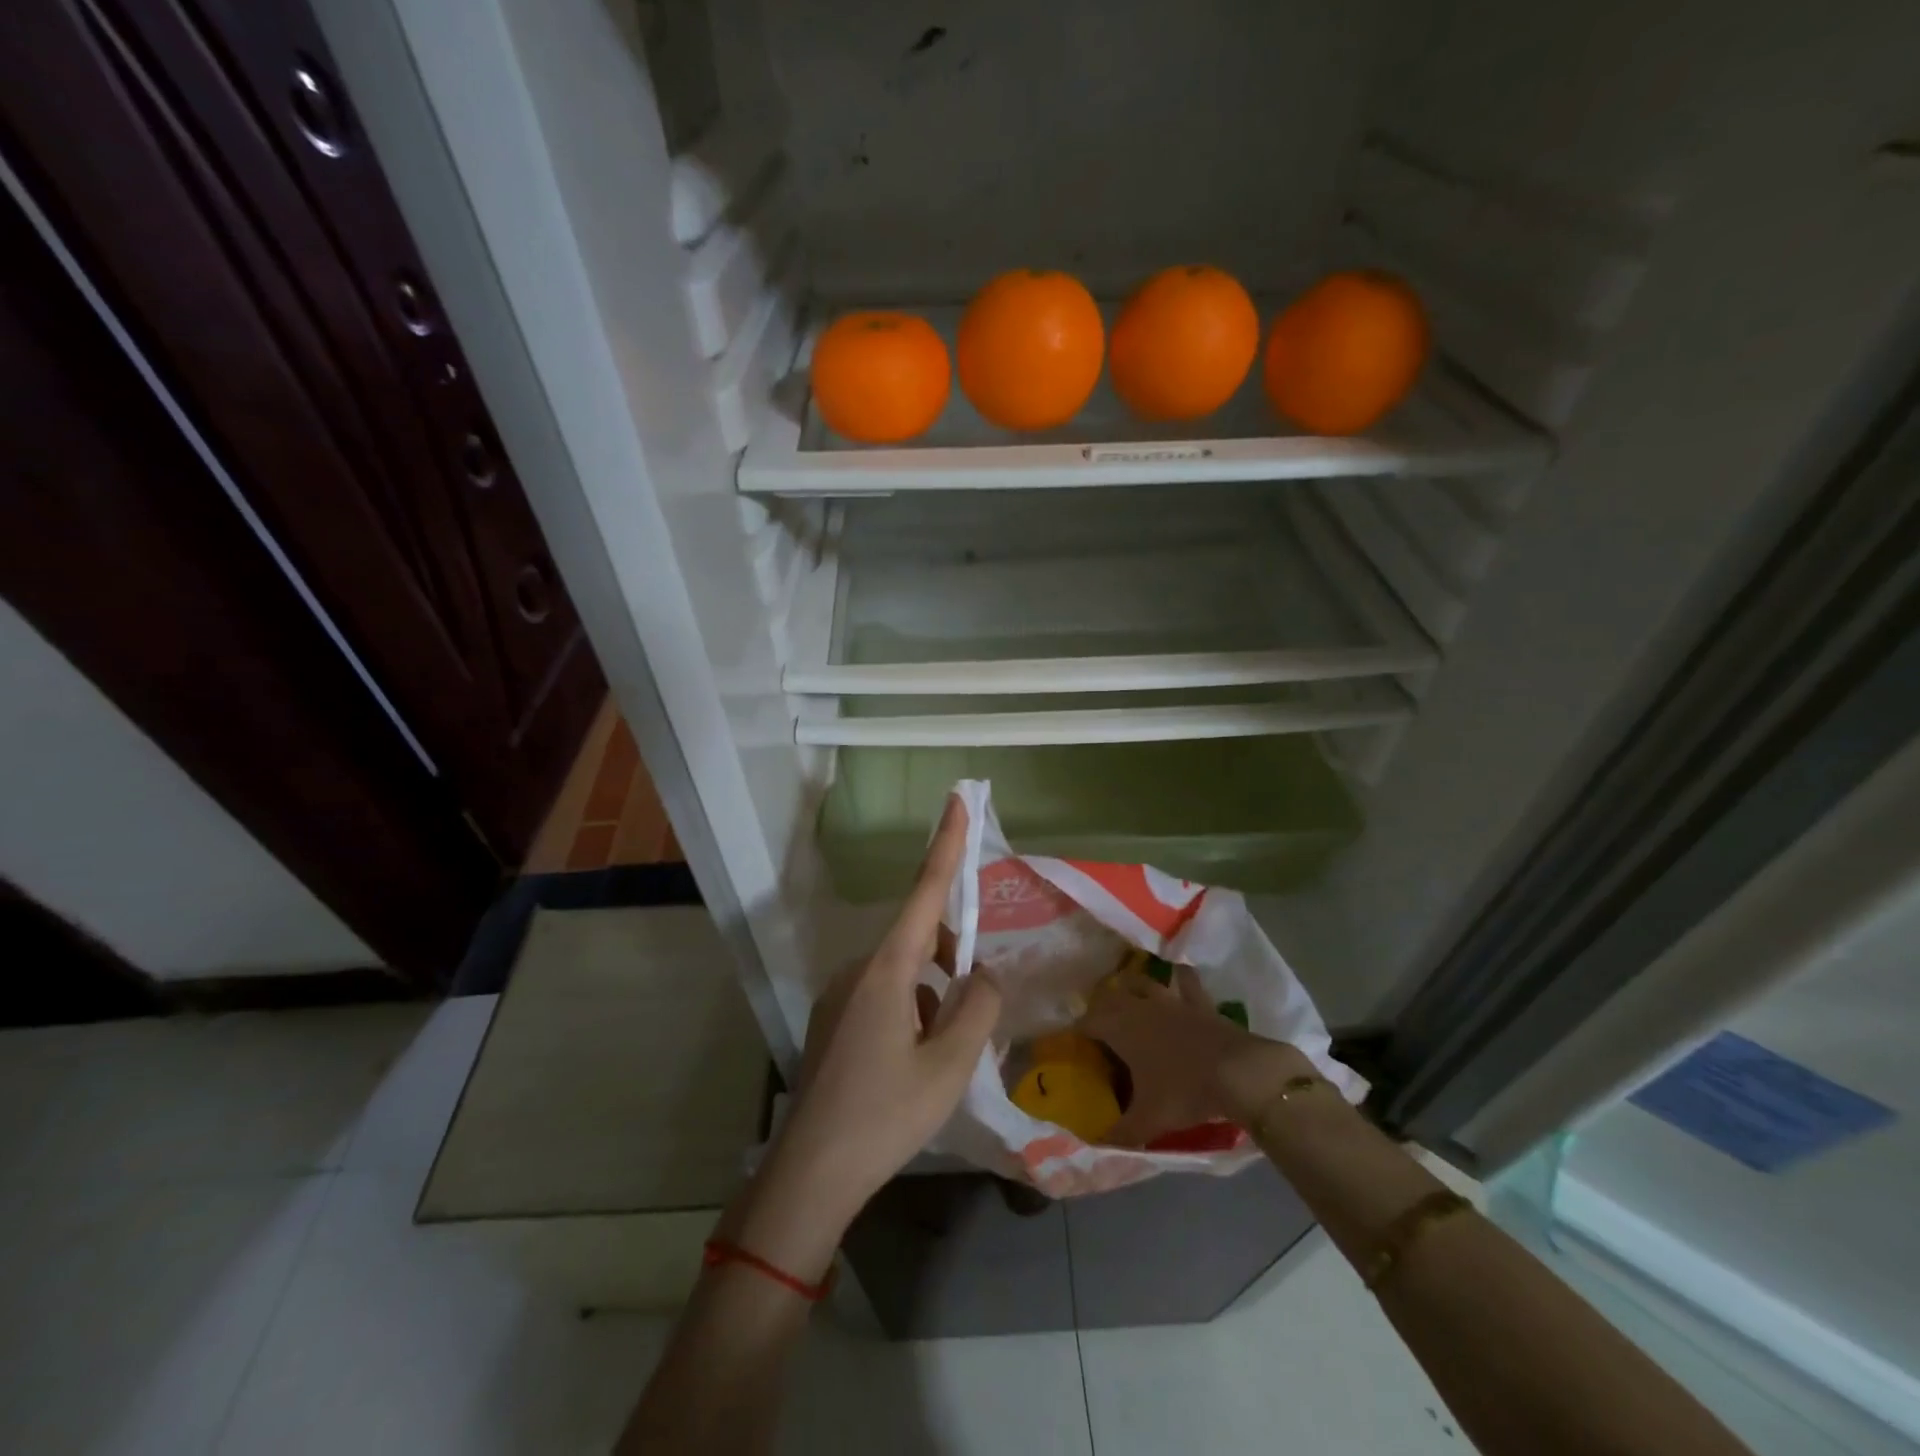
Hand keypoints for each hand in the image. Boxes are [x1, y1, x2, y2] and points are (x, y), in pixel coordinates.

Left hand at [740, 797, 1000, 1270]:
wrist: (810, 1173)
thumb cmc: (885, 1115)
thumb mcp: (950, 1065)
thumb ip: (979, 1007)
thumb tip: (984, 973)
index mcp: (887, 969)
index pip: (924, 892)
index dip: (945, 844)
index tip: (956, 800)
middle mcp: (858, 969)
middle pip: (919, 939)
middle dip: (953, 958)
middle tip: (976, 1009)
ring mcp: (839, 994)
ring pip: (903, 973)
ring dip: (933, 994)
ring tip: (943, 1053)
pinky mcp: (832, 1020)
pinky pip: (884, 995)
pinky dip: (911, 1010)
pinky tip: (913, 1062)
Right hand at [1080, 965, 1313, 1146]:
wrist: (1239, 1073)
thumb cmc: (1186, 1091)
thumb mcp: (1150, 1119)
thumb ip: (1121, 1131)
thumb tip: (1096, 1144)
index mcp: (1120, 1029)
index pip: (1086, 1022)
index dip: (1075, 1031)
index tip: (1071, 1043)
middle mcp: (1140, 1007)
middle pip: (1109, 995)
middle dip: (1099, 1006)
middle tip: (1098, 1025)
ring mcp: (1171, 1000)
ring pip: (1142, 981)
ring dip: (1131, 986)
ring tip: (1129, 997)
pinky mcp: (1199, 1001)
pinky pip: (1185, 980)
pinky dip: (1178, 977)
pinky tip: (1176, 978)